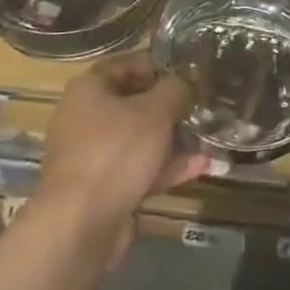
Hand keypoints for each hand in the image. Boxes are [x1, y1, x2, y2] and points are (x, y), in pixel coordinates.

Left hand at [36, 55, 206, 249]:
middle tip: (201, 104)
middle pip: (133, 102)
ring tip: (208, 136)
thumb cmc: (115, 152)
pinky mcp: (104, 188)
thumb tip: (184, 82)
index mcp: (89, 88)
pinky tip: (200, 166)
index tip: (188, 70)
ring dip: (172, 138)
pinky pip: (138, 168)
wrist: (80, 226)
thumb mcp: (154, 112)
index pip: (126, 64)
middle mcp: (86, 117)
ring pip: (139, 138)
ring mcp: (93, 155)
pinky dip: (165, 166)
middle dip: (169, 105)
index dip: (158, 64)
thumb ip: (174, 90)